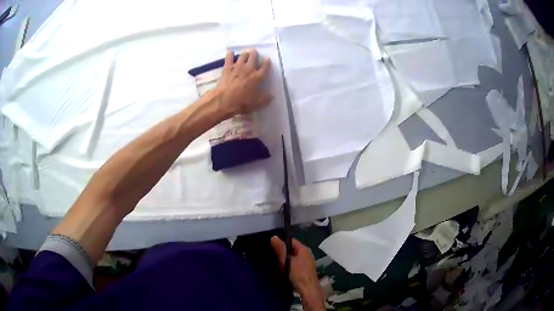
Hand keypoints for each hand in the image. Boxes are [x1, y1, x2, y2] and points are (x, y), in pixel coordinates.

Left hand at [214, 49, 272, 117]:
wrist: (223, 101)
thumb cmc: (241, 103)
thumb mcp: (256, 104)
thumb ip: (265, 99)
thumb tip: (272, 95)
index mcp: (257, 77)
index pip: (265, 67)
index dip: (267, 62)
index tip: (267, 59)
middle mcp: (249, 69)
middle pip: (253, 57)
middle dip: (255, 54)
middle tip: (254, 54)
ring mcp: (237, 67)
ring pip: (243, 55)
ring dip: (245, 54)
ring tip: (245, 54)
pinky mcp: (227, 68)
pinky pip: (229, 58)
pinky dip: (230, 54)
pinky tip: (230, 52)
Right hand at [271, 236, 325, 310]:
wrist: (308, 290)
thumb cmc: (298, 274)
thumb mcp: (287, 261)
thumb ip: (281, 250)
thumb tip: (273, 236)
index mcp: (303, 249)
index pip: (291, 240)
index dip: (281, 241)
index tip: (270, 244)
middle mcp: (306, 254)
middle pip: (291, 250)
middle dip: (281, 253)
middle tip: (271, 256)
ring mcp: (305, 263)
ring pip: (291, 259)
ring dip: (283, 261)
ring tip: (275, 265)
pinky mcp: (303, 271)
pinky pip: (293, 266)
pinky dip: (287, 267)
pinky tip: (281, 272)